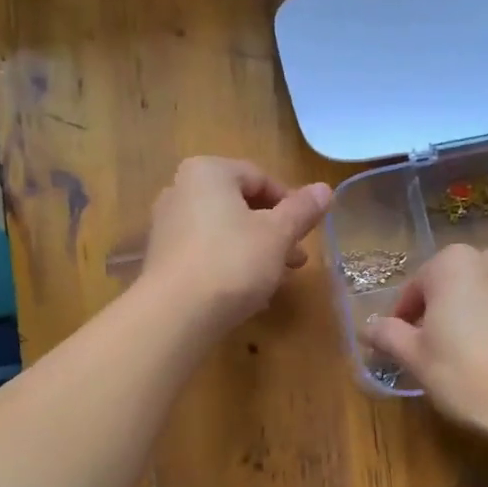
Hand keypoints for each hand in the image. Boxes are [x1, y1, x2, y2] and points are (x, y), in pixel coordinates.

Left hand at [142, 157, 332, 331]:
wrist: (176, 314)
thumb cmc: (232, 262)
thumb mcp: (278, 235)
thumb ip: (302, 210)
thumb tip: (325, 189)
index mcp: (208, 172)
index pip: (259, 177)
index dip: (290, 204)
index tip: (307, 232)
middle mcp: (180, 190)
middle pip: (239, 206)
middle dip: (273, 233)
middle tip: (297, 261)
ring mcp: (167, 227)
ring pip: (223, 233)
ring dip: (255, 252)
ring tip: (277, 280)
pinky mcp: (162, 261)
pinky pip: (205, 255)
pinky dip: (229, 266)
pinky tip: (247, 294)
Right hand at [368, 245, 487, 432]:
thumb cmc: (465, 376)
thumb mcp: (416, 359)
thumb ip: (388, 335)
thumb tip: (368, 327)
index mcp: (454, 264)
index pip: (419, 285)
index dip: (408, 315)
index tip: (407, 341)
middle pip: (464, 281)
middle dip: (454, 306)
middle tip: (450, 346)